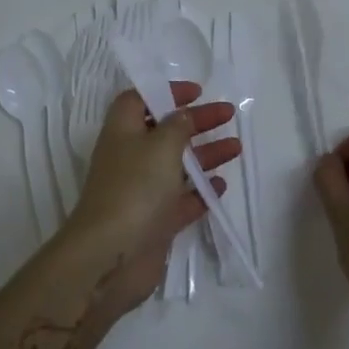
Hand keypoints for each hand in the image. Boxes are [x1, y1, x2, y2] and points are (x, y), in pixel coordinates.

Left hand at [61, 83, 239, 309]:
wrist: (111, 255)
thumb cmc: (135, 188)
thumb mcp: (160, 145)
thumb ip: (177, 126)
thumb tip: (183, 115)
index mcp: (123, 133)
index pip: (139, 100)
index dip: (165, 93)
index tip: (196, 92)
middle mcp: (131, 159)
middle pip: (165, 132)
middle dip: (196, 121)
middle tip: (228, 115)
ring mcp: (142, 192)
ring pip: (177, 166)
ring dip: (205, 155)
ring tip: (236, 148)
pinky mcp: (155, 222)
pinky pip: (181, 200)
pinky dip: (201, 191)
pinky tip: (221, 185)